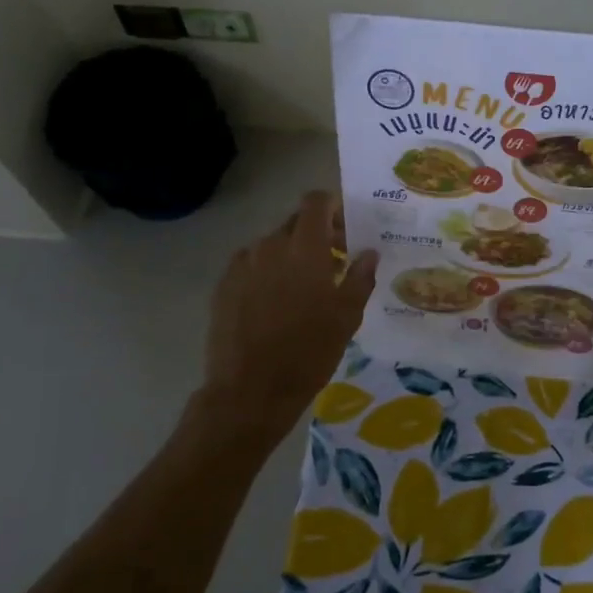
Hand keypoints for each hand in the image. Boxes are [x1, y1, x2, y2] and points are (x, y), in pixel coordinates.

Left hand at [200, 192, 377, 444]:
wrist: (250, 391)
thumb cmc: (309, 352)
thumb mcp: (347, 317)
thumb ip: (360, 277)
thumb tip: (368, 252)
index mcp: (304, 248)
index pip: (315, 202)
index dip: (332, 208)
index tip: (346, 232)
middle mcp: (269, 246)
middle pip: (295, 223)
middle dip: (316, 235)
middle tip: (333, 265)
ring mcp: (242, 265)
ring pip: (271, 246)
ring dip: (291, 256)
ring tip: (302, 290)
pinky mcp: (223, 286)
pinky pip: (251, 266)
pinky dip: (267, 274)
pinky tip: (274, 305)